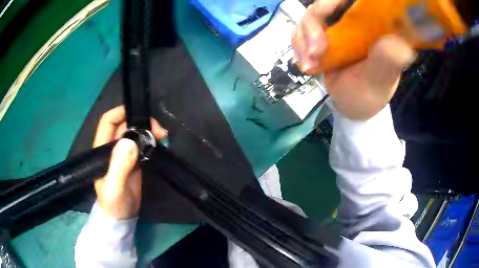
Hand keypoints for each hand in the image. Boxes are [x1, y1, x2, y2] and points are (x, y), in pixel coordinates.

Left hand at [93, 106, 166, 219]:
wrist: (122, 217)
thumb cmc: (113, 203)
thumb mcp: (114, 187)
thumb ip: (119, 166)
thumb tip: (129, 141)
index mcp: (102, 149)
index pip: (108, 122)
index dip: (120, 112)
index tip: (138, 113)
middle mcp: (112, 147)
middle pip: (125, 124)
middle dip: (141, 122)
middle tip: (158, 130)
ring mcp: (124, 154)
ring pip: (135, 133)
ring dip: (148, 131)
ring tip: (162, 135)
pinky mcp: (134, 161)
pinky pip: (142, 144)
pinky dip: (151, 141)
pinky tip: (160, 142)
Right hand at [292, 0, 415, 119]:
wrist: (352, 105)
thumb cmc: (371, 93)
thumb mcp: (381, 80)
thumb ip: (388, 62)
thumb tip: (401, 45)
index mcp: (373, 23)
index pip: (352, 0)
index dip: (334, 2)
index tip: (326, 19)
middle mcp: (353, 18)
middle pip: (325, 3)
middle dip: (313, 25)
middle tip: (315, 52)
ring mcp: (335, 24)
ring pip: (309, 15)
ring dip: (303, 38)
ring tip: (309, 64)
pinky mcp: (321, 33)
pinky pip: (301, 29)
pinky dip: (298, 45)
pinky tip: (304, 62)